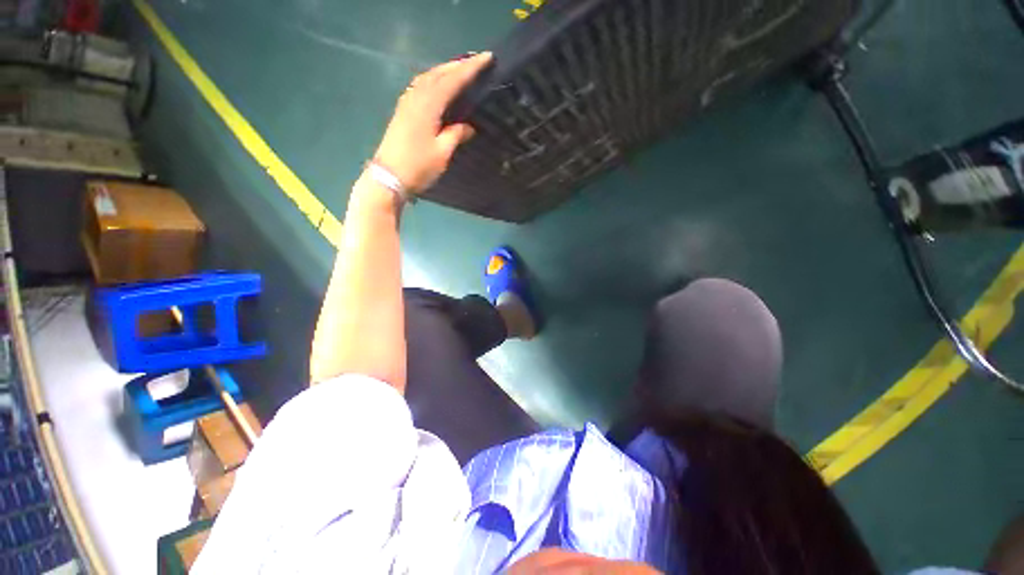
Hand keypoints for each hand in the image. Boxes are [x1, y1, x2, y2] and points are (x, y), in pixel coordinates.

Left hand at [372, 52, 492, 192]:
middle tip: (477, 61)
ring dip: (445, 70)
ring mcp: (407, 103)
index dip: (470, 68)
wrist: (389, 177)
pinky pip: (421, 87)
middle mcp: (416, 97)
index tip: (487, 58)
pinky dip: (434, 80)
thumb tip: (469, 126)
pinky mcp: (403, 111)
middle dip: (458, 65)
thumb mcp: (442, 153)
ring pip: (428, 77)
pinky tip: (440, 86)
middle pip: (438, 73)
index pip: (452, 80)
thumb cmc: (418, 166)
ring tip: (461, 70)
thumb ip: (456, 135)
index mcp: (428, 105)